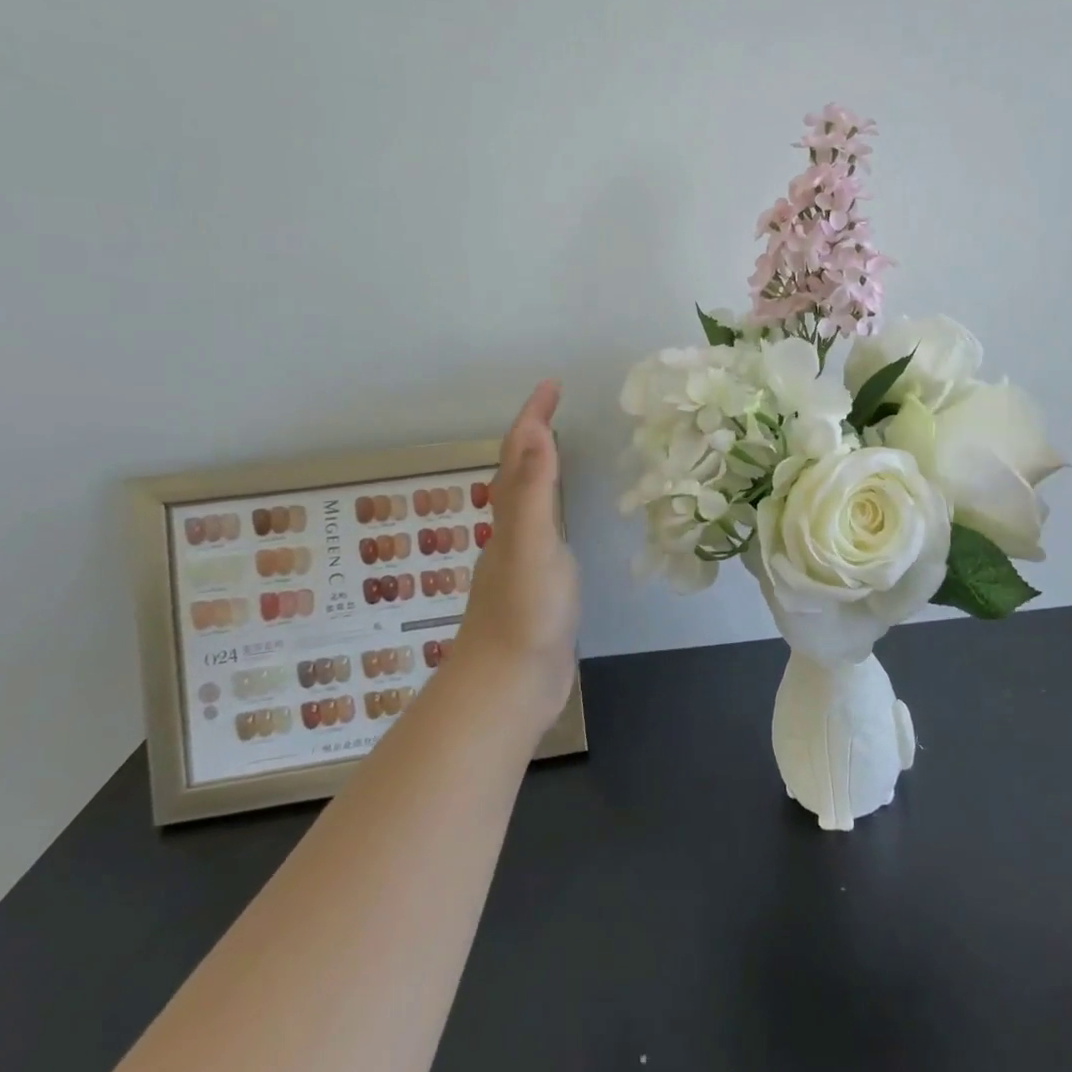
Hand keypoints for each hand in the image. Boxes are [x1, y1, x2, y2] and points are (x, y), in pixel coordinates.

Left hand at [452, 381, 579, 738]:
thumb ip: (534, 490)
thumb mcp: (533, 545)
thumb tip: (535, 430)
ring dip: (539, 467)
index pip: (519, 453)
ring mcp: (523, 559)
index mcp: (511, 517)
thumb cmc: (524, 614)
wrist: (509, 687)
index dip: (534, 416)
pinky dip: (551, 505)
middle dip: (534, 433)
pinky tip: (562, 518)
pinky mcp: (537, 584)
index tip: (552, 385)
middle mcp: (512, 531)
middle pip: (517, 470)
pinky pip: (543, 528)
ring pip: (527, 499)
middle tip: (556, 407)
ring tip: (560, 447)